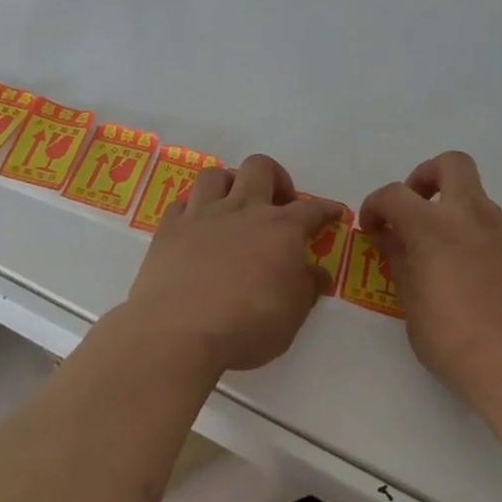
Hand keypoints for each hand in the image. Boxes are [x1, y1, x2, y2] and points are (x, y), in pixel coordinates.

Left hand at [125, 154, 341, 376]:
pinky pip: (181, 204)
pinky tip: (196, 228)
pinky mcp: (168, 230)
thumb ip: (307, 288)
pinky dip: (192, 210)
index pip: (312, 208)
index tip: (333, 212)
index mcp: (281, 228)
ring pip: (215, 175)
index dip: (326, 208)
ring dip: (229, 184)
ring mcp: (202, 215)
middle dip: (275, 177)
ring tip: (233, 206)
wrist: (179, 333)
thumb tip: (317, 273)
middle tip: (278, 203)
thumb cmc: (248, 326)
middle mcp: (243, 210)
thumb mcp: (293, 315)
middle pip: (260, 168)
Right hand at [361, 151, 501, 410]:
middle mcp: (473, 216)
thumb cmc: (453, 341)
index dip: (376, 205)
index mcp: (434, 226)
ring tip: (453, 263)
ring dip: (459, 220)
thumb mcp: (410, 304)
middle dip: (428, 177)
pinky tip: (487, 286)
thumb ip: (400, 260)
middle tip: (419, 209)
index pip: (394, 194)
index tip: (374, 228)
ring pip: (479, 204)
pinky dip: (486, 247)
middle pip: (452, 164)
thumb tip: (392, 238)